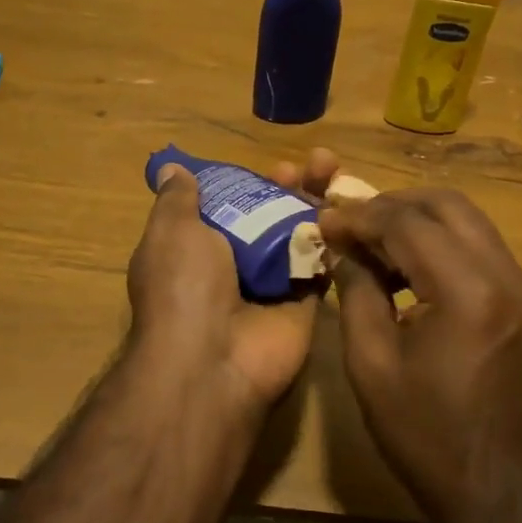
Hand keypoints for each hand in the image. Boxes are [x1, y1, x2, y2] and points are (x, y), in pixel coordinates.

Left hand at [124, 165, 319, 413]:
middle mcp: (235, 267)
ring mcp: (272, 286)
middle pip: (270, 217)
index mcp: (198, 249)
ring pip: (301, 236)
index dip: (251, 182)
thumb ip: (178, 200)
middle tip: (319, 162)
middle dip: (292, 187)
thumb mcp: (171, 231)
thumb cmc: (185, 286)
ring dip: (318, 204)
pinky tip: (351, 208)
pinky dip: (336, 238)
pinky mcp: (303, 304)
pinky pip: (323, 266)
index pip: (230, 206)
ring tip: (335, 170)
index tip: (271, 164)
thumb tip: (172, 169)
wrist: (213, 360)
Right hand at [277, 151, 521, 522]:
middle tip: (350, 223)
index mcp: (467, 292)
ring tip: (372, 243)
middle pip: (446, 204)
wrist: (506, 491)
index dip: (360, 216)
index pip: (408, 223)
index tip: (323, 220)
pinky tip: (407, 268)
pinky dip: (441, 243)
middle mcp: (505, 274)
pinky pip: (479, 247)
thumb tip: (342, 249)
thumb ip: (356, 293)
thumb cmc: (429, 437)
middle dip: (392, 204)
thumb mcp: (372, 365)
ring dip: (418, 220)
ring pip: (467, 220)